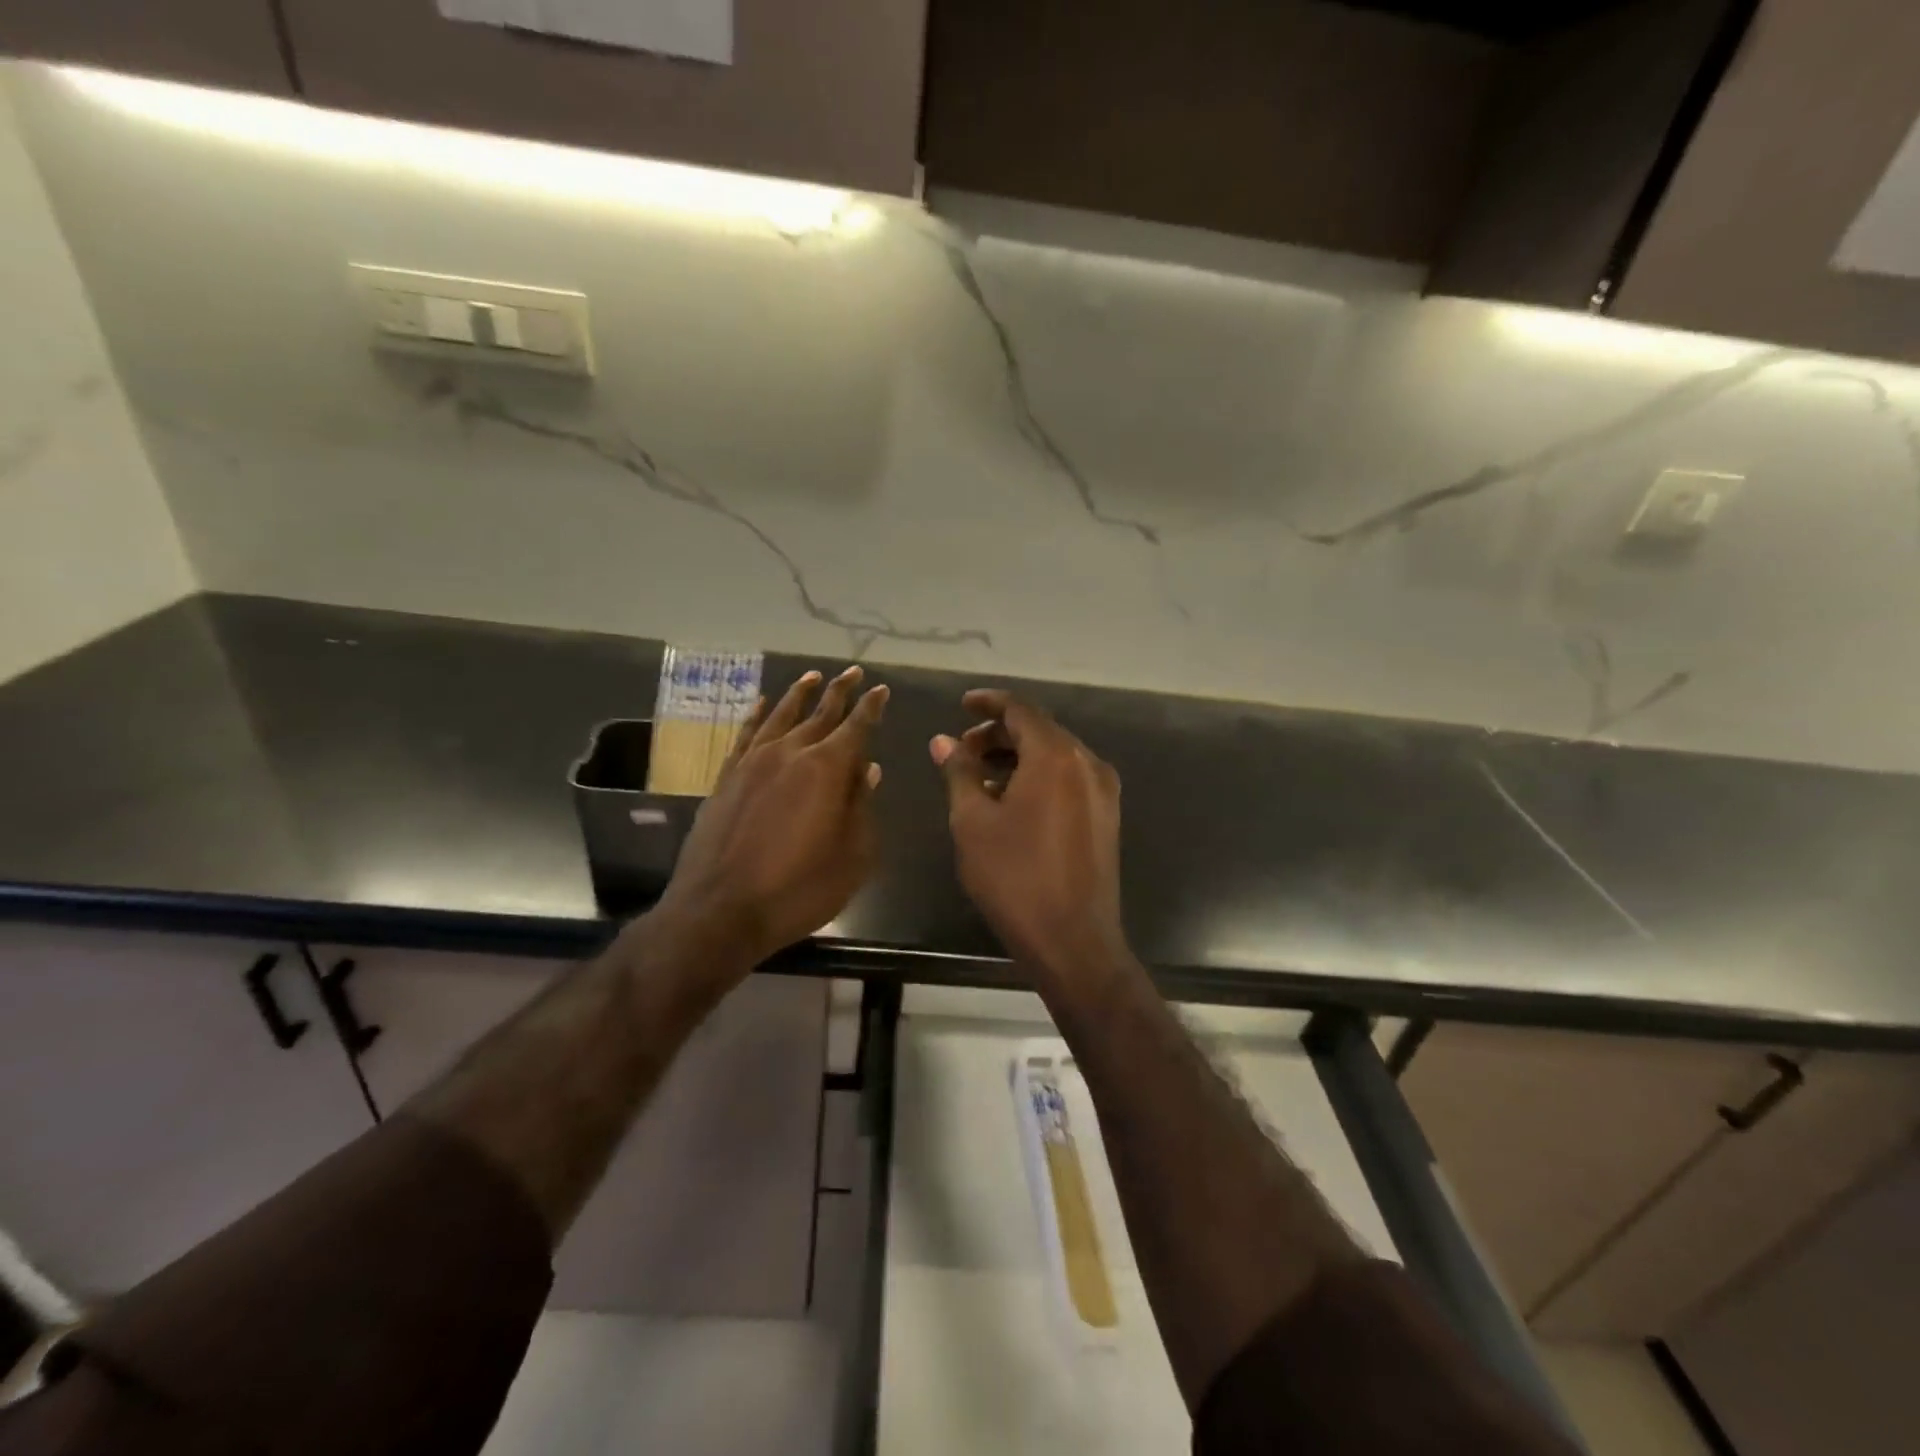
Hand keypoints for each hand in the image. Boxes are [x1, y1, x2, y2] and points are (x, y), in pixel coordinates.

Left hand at [654, 666, 887, 975]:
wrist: (720, 909)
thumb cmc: (798, 888)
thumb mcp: (852, 856)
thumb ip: (862, 807)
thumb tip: (868, 769)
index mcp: (827, 769)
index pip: (856, 727)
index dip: (871, 707)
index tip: (880, 689)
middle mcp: (790, 753)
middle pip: (820, 713)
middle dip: (840, 692)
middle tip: (853, 672)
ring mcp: (753, 762)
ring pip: (781, 715)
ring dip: (799, 694)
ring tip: (812, 676)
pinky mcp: (726, 777)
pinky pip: (745, 734)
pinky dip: (756, 715)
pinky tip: (763, 704)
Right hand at [932, 690, 1129, 984]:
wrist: (1073, 940)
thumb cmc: (1015, 877)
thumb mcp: (973, 822)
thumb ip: (959, 772)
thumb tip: (943, 741)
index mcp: (1056, 756)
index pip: (1020, 709)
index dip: (988, 703)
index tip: (962, 705)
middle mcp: (1087, 763)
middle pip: (1040, 730)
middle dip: (999, 734)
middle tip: (962, 751)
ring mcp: (1103, 791)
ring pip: (1055, 755)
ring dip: (1018, 757)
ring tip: (980, 778)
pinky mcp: (1107, 816)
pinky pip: (1069, 779)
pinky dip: (1038, 777)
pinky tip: (1011, 800)